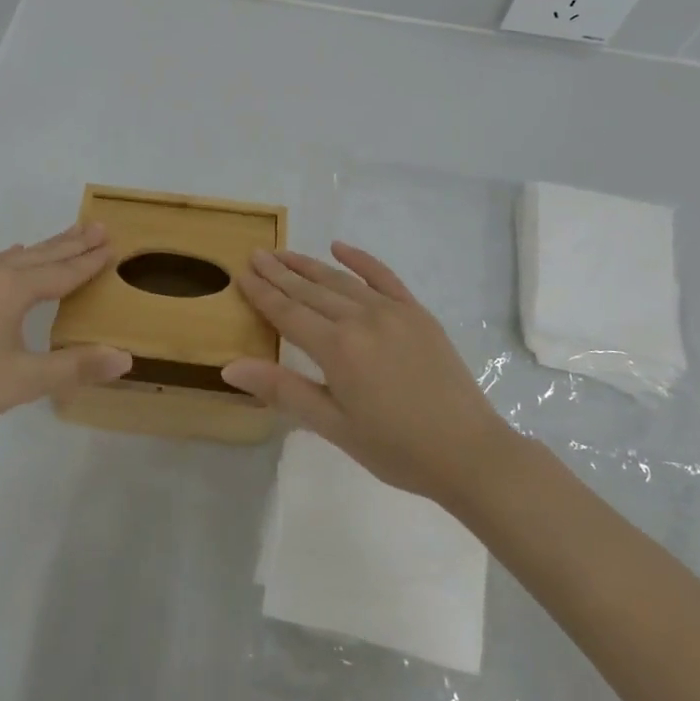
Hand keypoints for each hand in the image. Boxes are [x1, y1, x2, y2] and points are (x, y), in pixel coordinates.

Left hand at [0, 223, 132, 466]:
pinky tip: (12, 260)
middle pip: (39, 256)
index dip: (89, 261)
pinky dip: (14, 261)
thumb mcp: (22, 381)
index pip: (62, 271)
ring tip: (67, 238)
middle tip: (99, 226)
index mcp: (9, 288)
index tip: (113, 244)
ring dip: (44, 250)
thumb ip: (75, 366)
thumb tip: (126, 357)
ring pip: (14, 259)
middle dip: (71, 243)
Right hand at [221, 242, 509, 499]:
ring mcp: (392, 311)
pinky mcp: (417, 313)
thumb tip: (230, 366)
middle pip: (310, 290)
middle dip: (279, 272)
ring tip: (284, 252)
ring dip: (309, 265)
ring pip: (340, 281)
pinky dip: (360, 260)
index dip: (262, 293)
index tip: (241, 273)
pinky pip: (383, 277)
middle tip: (256, 254)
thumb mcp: (333, 426)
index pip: (288, 313)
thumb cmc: (395, 448)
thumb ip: (282, 390)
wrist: (469, 452)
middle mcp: (361, 319)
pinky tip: (340, 247)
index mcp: (337, 348)